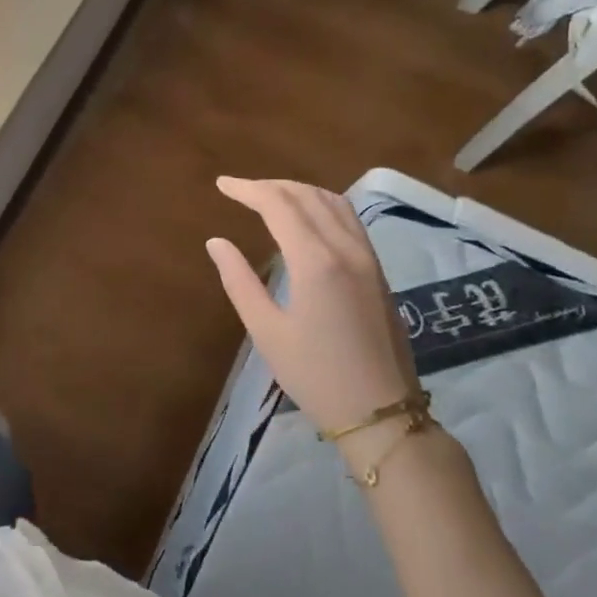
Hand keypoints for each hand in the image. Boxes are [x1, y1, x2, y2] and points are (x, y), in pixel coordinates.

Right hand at [205, 177, 418, 440]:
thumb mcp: (266, 331)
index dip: (248, 189)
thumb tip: (216, 242)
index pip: (279, 205)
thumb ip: (239, 281)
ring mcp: (368, 258)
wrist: (380, 412)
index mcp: (316, 261)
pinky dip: (322, 205)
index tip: (222, 184)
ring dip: (299, 191)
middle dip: (271, 186)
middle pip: (307, 196)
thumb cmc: (314, 375)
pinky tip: (307, 218)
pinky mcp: (377, 270)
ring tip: (269, 196)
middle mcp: (346, 248)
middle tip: (239, 190)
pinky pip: (349, 219)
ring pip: (334, 202)